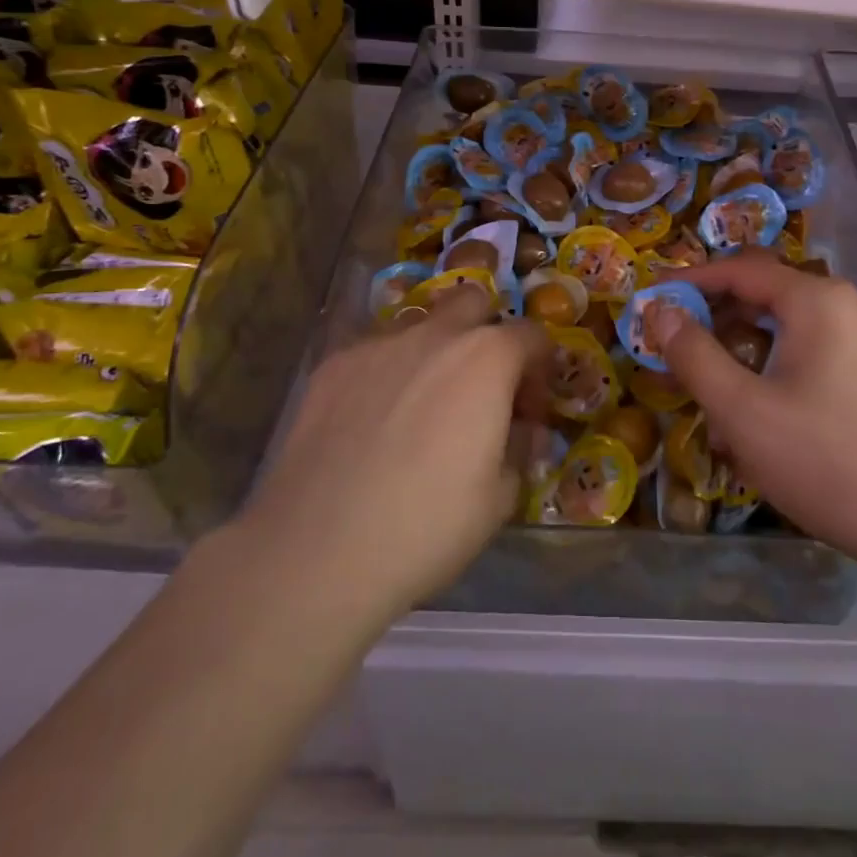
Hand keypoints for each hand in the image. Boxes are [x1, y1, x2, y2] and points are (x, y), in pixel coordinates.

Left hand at [238, 287, 550, 625]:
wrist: (316, 553)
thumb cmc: (427, 527)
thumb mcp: (500, 497)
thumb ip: (520, 447)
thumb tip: (520, 429)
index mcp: (487, 358)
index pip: (532, 336)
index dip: (540, 370)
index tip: (530, 411)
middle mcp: (435, 335)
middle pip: (473, 302)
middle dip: (487, 332)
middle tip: (481, 387)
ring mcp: (378, 345)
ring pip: (421, 326)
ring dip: (435, 352)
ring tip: (421, 407)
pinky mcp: (333, 366)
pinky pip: (375, 354)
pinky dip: (388, 374)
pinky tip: (373, 423)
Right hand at [659, 249, 856, 576]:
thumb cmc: (825, 459)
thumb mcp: (743, 410)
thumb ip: (694, 354)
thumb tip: (659, 310)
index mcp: (813, 299)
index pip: (737, 270)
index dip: (687, 280)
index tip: (646, 298)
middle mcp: (837, 306)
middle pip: (758, 294)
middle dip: (709, 317)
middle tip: (667, 346)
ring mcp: (854, 340)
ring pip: (777, 328)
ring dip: (734, 349)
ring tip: (700, 386)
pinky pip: (799, 354)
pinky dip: (764, 370)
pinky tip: (746, 415)